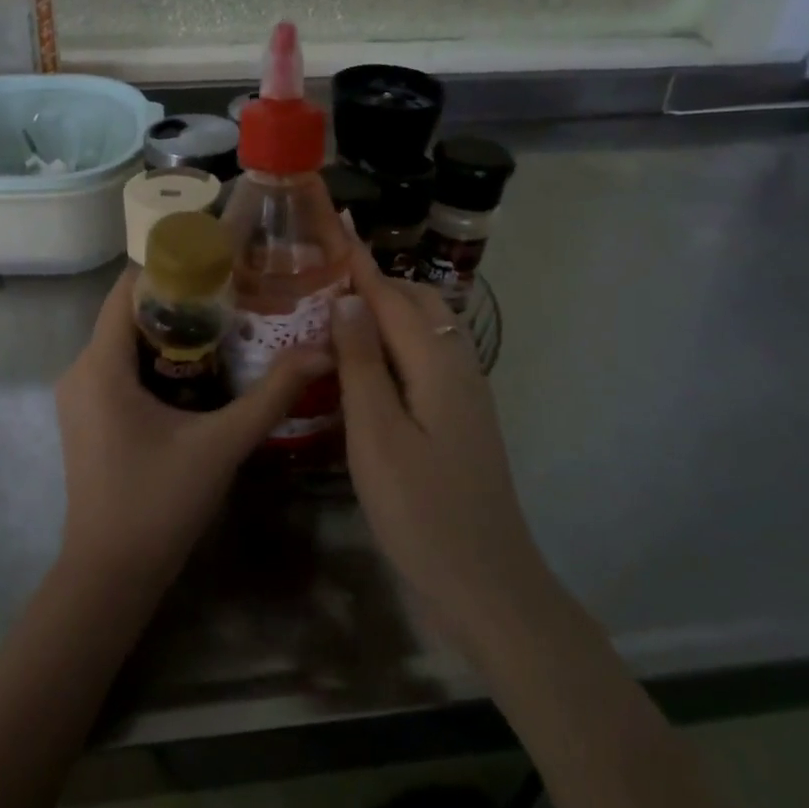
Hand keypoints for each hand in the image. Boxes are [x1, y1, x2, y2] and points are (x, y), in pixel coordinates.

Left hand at [55, 268, 329, 587]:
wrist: (110, 575)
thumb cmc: (159, 503)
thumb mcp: (222, 444)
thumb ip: (272, 395)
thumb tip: (321, 350)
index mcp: (100, 365)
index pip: (129, 288)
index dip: (173, 267)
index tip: (221, 261)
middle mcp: (80, 370)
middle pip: (129, 312)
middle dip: (181, 300)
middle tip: (237, 293)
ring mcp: (80, 396)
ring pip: (125, 342)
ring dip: (171, 332)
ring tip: (228, 325)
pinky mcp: (88, 417)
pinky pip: (120, 368)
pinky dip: (157, 360)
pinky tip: (200, 372)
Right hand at [331, 243, 547, 646]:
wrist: (485, 584)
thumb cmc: (421, 511)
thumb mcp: (377, 435)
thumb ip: (362, 363)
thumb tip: (347, 299)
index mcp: (437, 364)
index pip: (391, 296)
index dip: (359, 263)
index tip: (333, 224)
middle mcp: (458, 367)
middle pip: (417, 305)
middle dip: (374, 282)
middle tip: (323, 278)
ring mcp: (465, 395)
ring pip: (425, 333)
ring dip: (386, 312)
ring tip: (339, 314)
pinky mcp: (460, 420)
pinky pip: (426, 361)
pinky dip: (395, 345)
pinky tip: (367, 366)